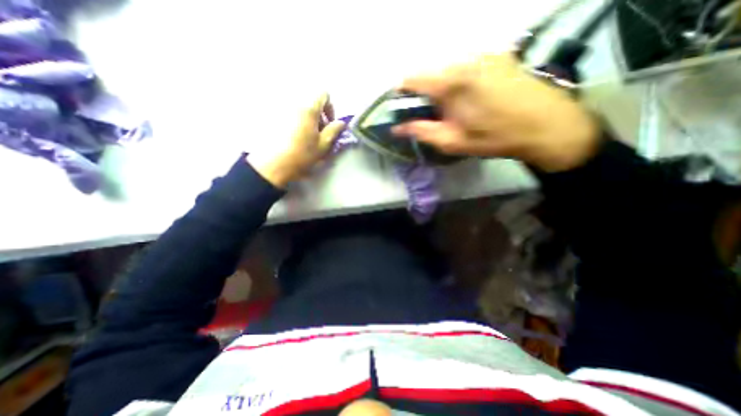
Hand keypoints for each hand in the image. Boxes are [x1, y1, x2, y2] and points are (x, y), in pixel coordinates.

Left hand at [245, 93, 343, 185]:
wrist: (273, 164)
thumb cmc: (302, 154)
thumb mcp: (323, 145)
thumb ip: (334, 131)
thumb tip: (341, 123)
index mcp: (308, 108)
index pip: (323, 94)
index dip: (330, 107)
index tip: (329, 123)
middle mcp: (293, 102)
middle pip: (310, 101)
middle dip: (318, 115)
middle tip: (319, 132)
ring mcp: (280, 108)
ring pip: (299, 108)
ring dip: (307, 118)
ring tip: (306, 136)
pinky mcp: (271, 116)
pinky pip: (288, 113)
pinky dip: (295, 121)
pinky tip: (293, 137)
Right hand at [394, 52, 600, 172]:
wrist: (545, 125)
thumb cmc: (494, 137)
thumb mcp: (452, 142)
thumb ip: (421, 132)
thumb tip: (397, 128)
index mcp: (450, 82)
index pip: (411, 78)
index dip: (402, 94)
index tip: (403, 109)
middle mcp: (464, 59)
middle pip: (428, 71)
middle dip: (422, 92)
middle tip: (430, 114)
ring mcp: (482, 53)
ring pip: (445, 67)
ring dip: (440, 86)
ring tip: (451, 107)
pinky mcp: (496, 54)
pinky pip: (464, 64)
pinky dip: (457, 79)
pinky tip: (469, 97)